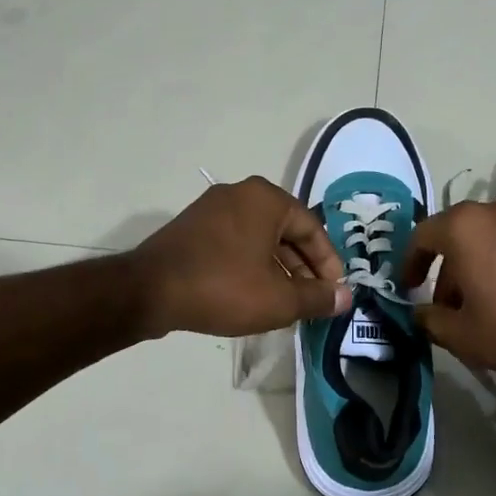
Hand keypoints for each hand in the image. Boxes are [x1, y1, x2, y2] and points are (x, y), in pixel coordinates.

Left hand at [132, 177, 351, 337]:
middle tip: (312, 300)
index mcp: (266, 199)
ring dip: (278, 269)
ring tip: (286, 302)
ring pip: (260, 238)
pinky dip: (251, 265)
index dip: (328, 264)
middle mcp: (240, 193)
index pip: (312, 229)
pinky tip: (254, 294)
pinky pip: (235, 242)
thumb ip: (317, 297)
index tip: (333, 293)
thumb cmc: (223, 288)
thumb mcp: (279, 300)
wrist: (149, 291)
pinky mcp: (193, 227)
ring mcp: (212, 208)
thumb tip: (346, 297)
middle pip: (286, 231)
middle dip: (303, 268)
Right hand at [402, 198, 495, 371]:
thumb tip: (421, 314)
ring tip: (478, 306)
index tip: (409, 289)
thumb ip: (430, 321)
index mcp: (462, 226)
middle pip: (455, 237)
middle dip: (445, 272)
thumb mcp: (462, 334)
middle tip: (446, 306)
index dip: (410, 264)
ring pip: (485, 240)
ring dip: (474, 268)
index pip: (421, 236)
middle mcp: (492, 211)